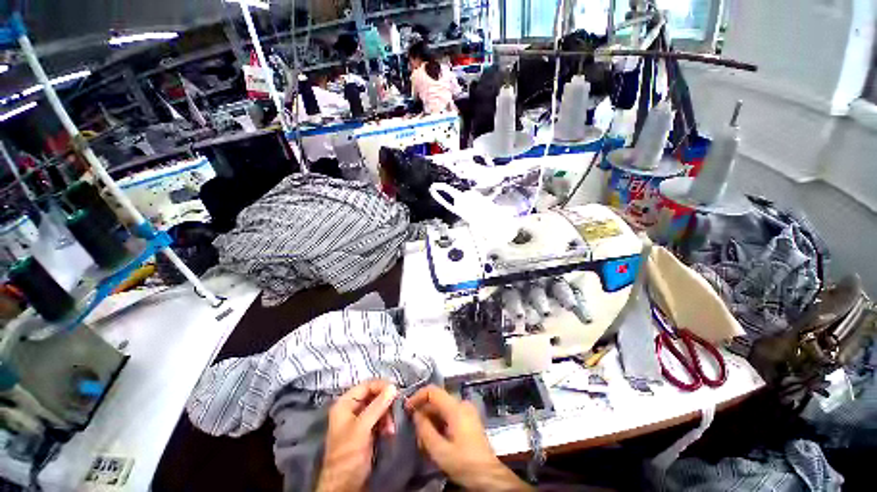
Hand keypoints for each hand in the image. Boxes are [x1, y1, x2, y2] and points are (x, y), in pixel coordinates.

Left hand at [316, 380, 397, 491]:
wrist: (344, 485)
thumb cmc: (348, 454)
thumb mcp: (362, 428)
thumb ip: (377, 406)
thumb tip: (393, 387)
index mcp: (345, 404)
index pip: (366, 386)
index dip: (381, 386)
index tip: (396, 390)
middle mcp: (352, 408)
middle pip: (373, 395)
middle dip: (386, 402)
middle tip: (396, 408)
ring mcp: (359, 420)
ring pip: (378, 407)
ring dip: (387, 414)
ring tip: (391, 426)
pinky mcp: (367, 430)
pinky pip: (380, 418)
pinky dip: (386, 423)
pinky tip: (390, 431)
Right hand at [406, 385, 532, 491]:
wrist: (488, 476)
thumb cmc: (464, 462)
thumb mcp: (440, 451)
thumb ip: (425, 430)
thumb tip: (416, 414)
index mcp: (456, 407)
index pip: (433, 391)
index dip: (417, 396)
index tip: (407, 409)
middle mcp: (462, 404)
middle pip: (437, 400)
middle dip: (423, 413)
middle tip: (414, 431)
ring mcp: (467, 411)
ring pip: (442, 408)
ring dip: (431, 420)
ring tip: (423, 440)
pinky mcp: (469, 419)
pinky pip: (449, 414)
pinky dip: (440, 423)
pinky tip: (435, 440)